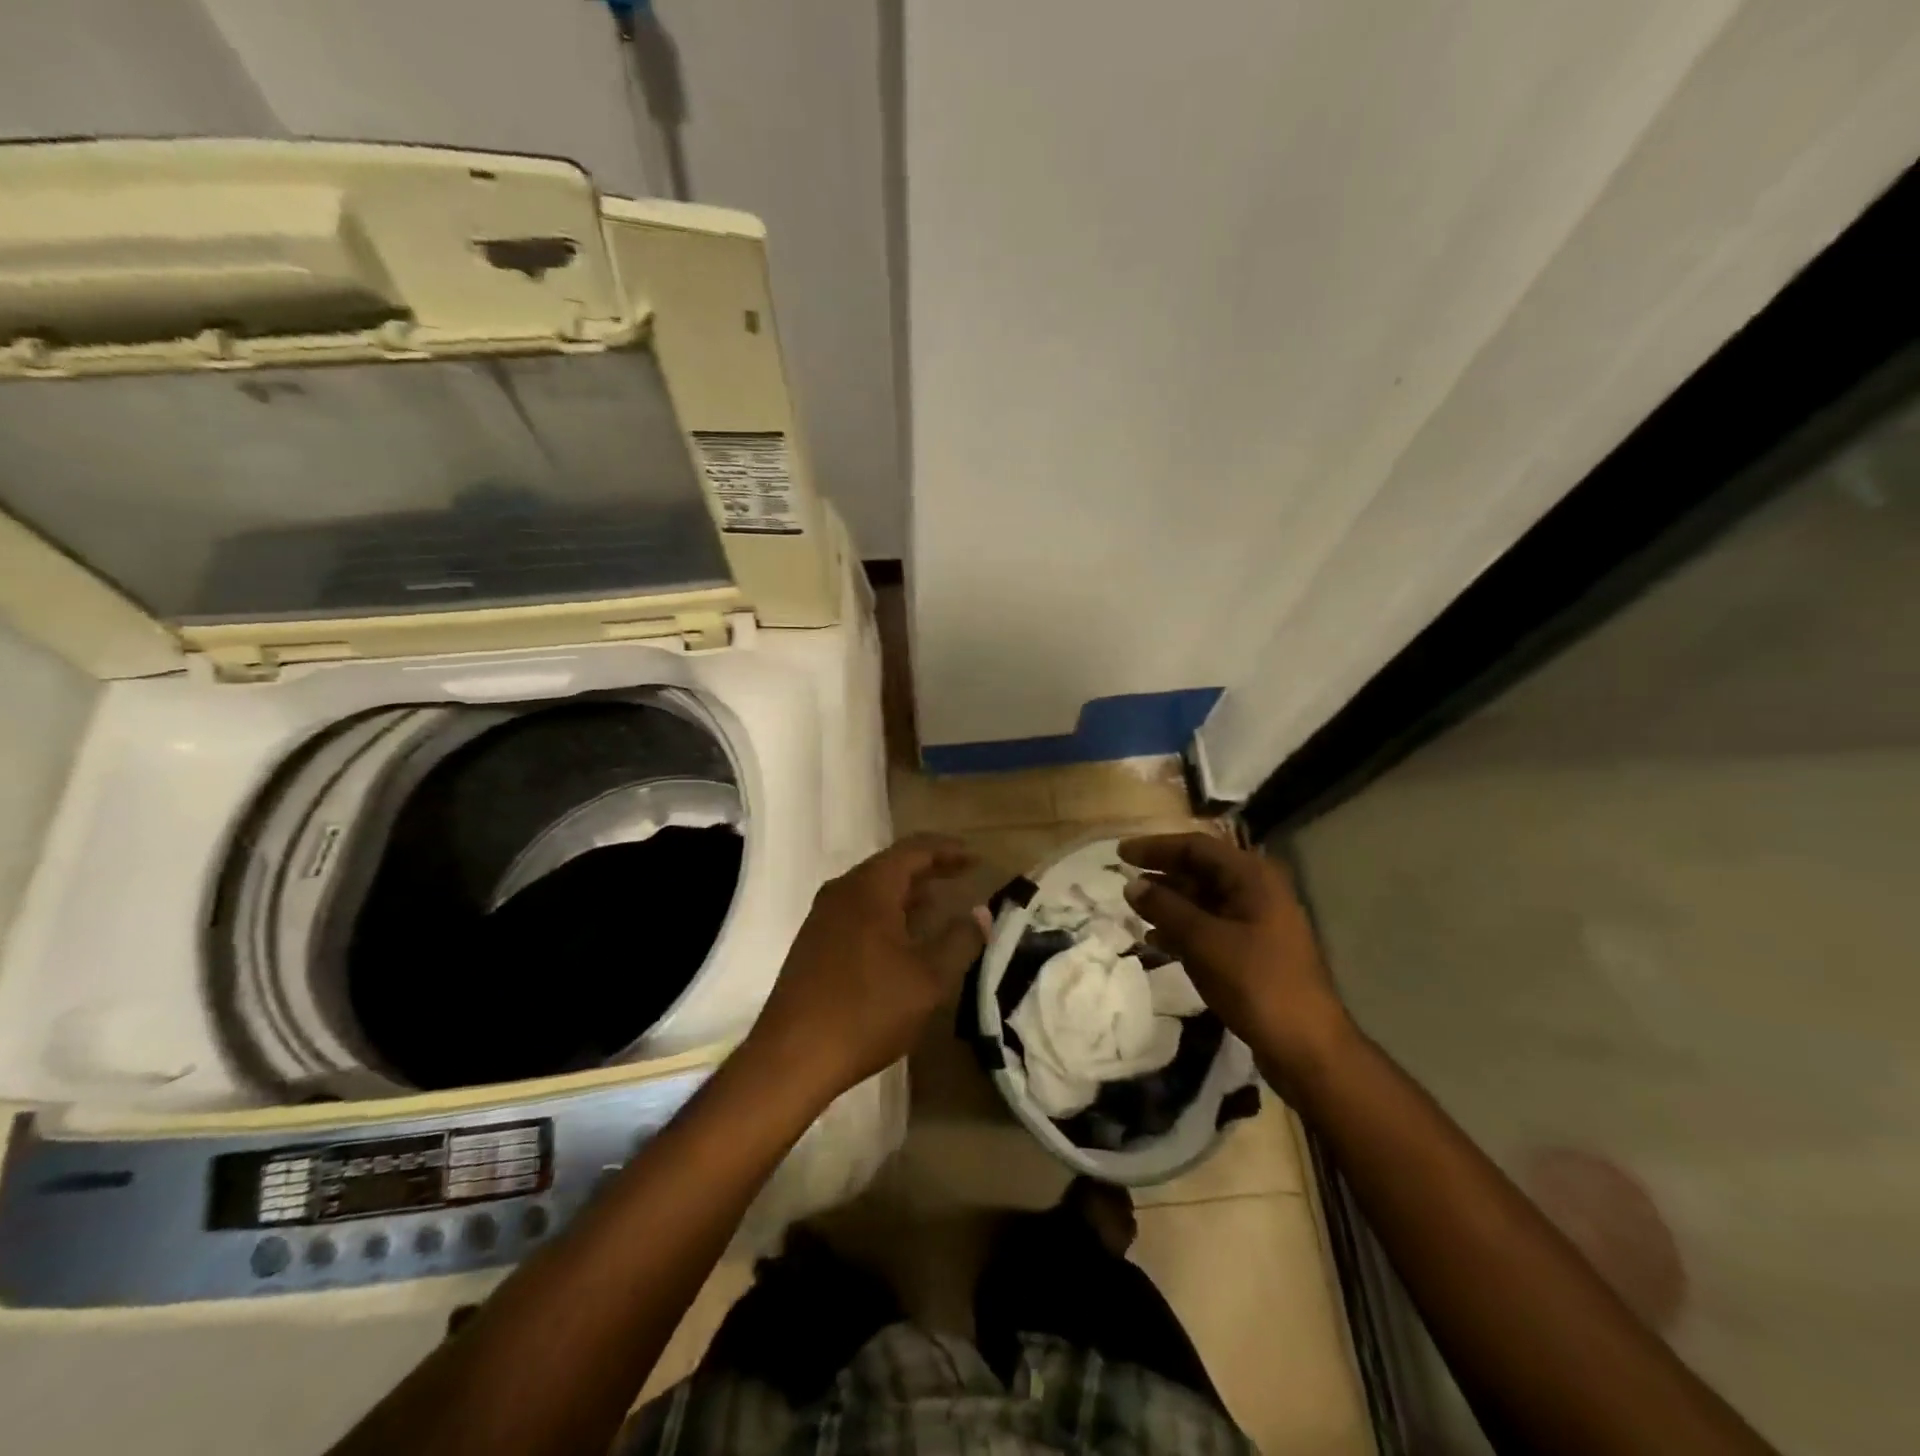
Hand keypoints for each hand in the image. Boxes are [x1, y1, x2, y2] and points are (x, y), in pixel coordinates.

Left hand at [744, 834, 985, 1103]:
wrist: (792, 1056)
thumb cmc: (868, 1010)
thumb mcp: (928, 978)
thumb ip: (959, 940)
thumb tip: (980, 913)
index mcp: (869, 888)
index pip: (914, 850)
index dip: (948, 850)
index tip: (976, 858)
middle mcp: (842, 891)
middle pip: (891, 865)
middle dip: (929, 868)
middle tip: (962, 875)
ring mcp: (823, 917)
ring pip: (873, 890)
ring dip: (907, 893)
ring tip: (938, 904)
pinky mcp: (813, 942)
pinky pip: (858, 911)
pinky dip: (887, 912)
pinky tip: (902, 937)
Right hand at [1119, 833, 1352, 1091]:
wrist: (1307, 1046)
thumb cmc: (1257, 983)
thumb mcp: (1204, 942)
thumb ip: (1166, 908)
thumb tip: (1132, 884)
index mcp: (1252, 877)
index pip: (1196, 847)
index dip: (1156, 847)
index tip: (1120, 853)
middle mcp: (1257, 891)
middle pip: (1201, 870)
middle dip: (1162, 873)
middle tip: (1123, 878)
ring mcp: (1256, 921)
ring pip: (1204, 899)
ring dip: (1169, 902)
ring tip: (1133, 908)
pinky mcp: (1253, 950)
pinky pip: (1210, 925)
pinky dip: (1182, 928)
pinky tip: (1155, 940)